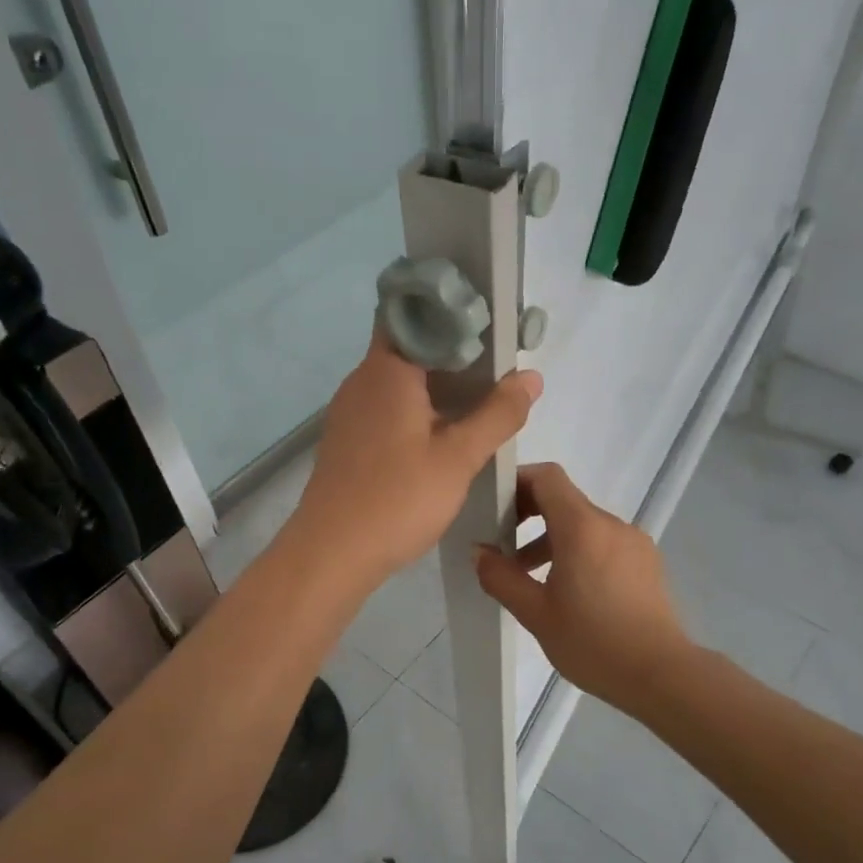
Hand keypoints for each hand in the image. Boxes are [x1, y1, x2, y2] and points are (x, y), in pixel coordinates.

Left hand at [289, 330, 541, 591]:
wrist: (331, 554)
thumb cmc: (397, 499)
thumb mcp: (458, 458)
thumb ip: (498, 414)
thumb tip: (531, 377)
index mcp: (386, 370)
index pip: (411, 312)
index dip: (448, 309)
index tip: (486, 321)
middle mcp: (362, 381)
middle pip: (408, 346)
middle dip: (451, 350)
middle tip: (496, 363)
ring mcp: (349, 412)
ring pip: (397, 381)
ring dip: (434, 384)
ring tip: (478, 398)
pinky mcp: (347, 441)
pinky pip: (386, 409)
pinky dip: (416, 410)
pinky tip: (441, 435)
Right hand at [475, 463, 693, 717]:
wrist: (661, 675)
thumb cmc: (593, 642)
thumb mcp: (535, 613)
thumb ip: (502, 577)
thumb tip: (479, 552)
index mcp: (582, 527)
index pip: (547, 477)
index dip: (517, 481)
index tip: (494, 506)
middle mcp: (610, 524)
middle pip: (564, 500)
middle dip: (529, 514)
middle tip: (503, 545)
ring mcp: (633, 542)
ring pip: (584, 524)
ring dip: (552, 538)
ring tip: (530, 576)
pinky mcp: (646, 562)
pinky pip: (604, 542)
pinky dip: (579, 551)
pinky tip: (569, 590)